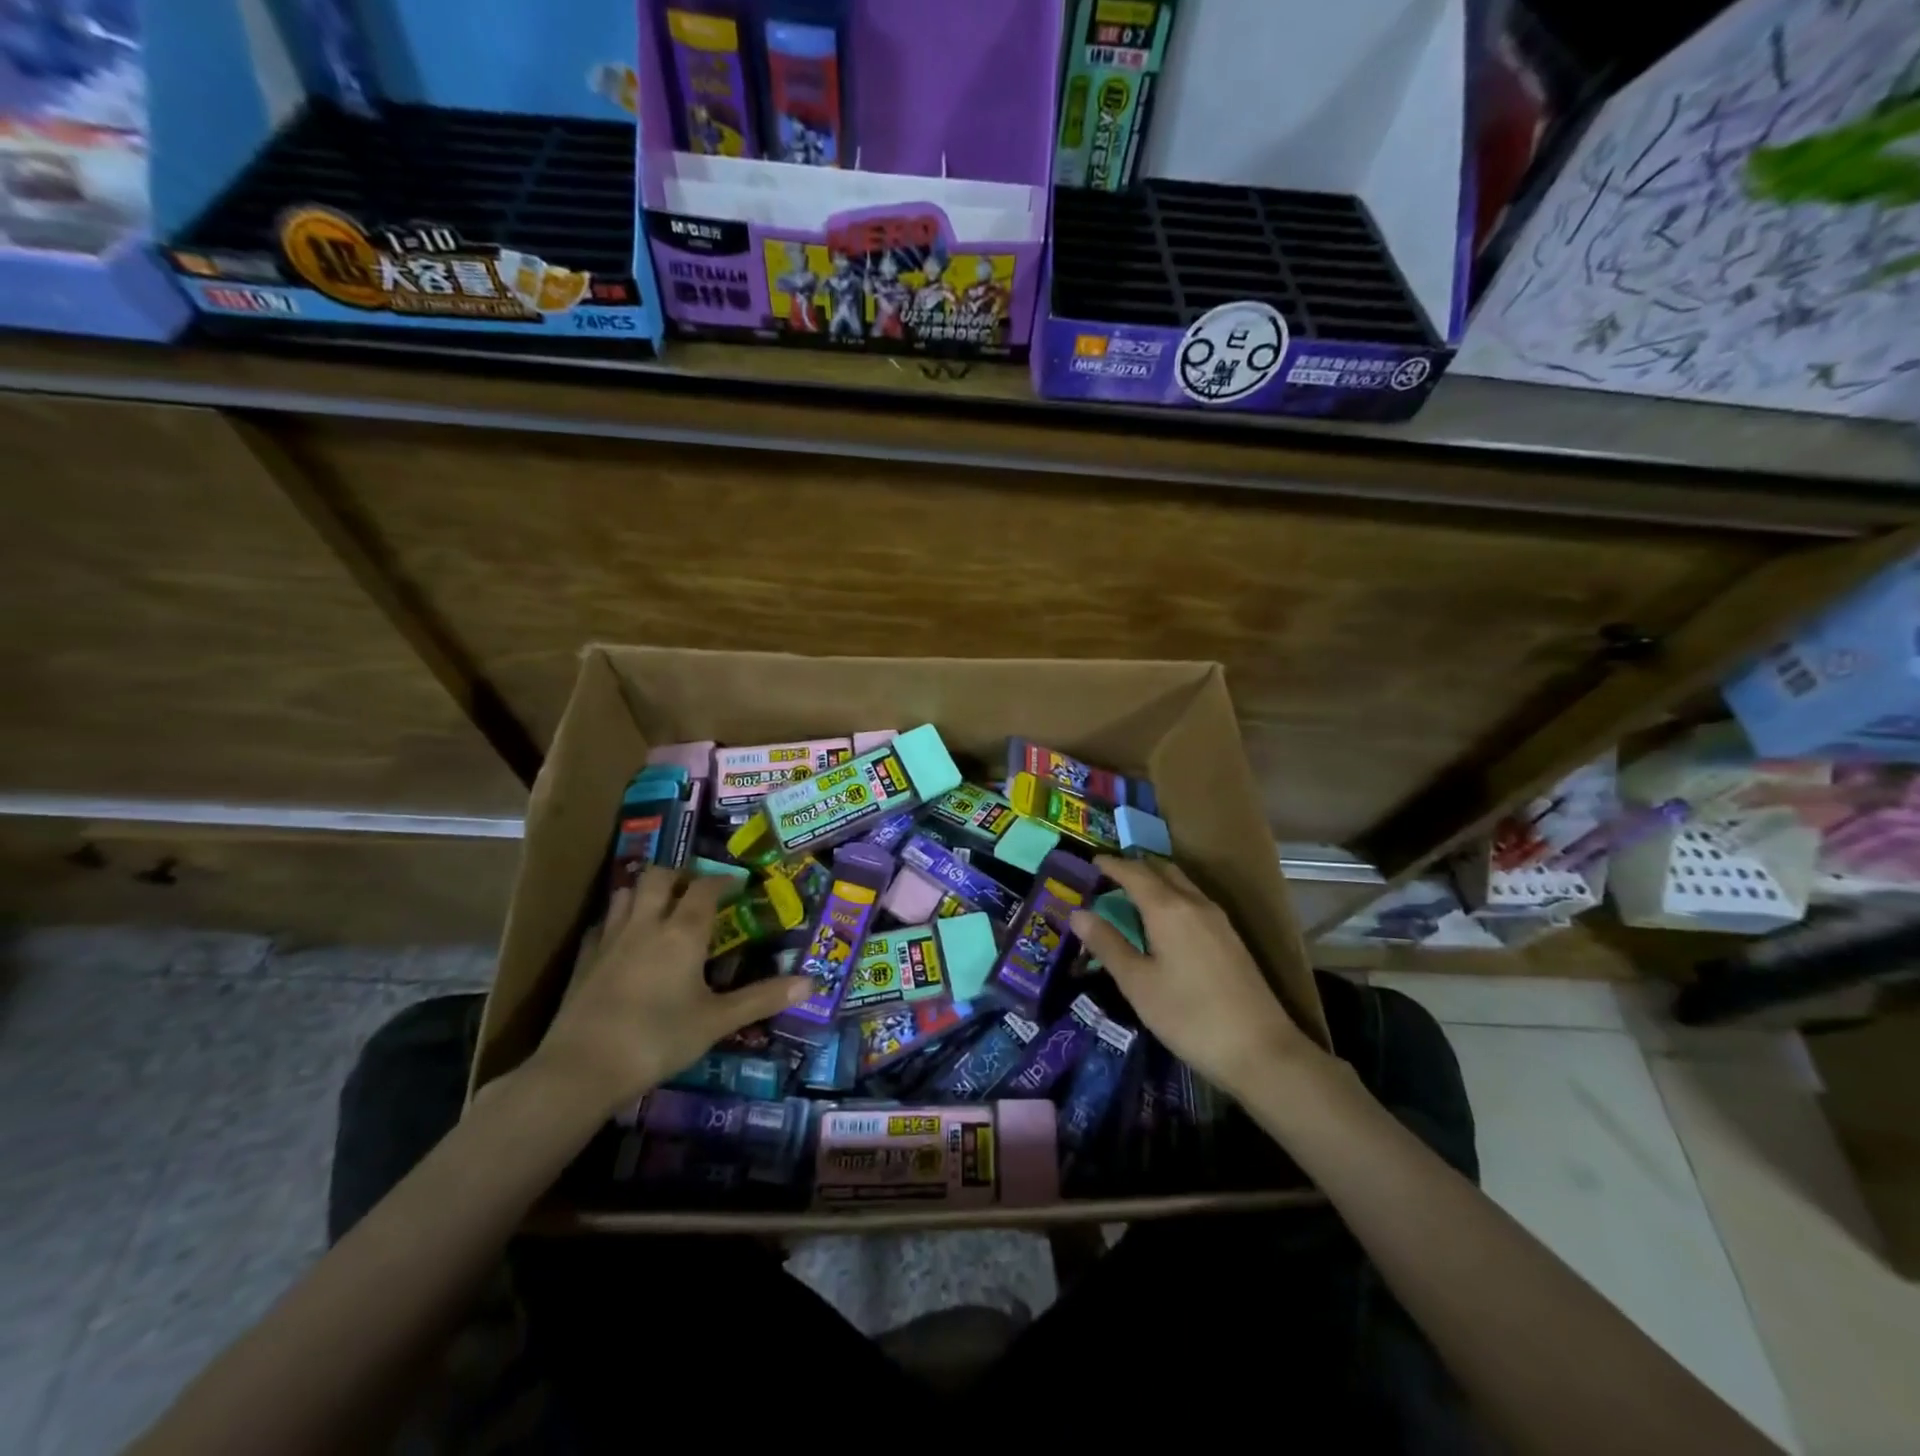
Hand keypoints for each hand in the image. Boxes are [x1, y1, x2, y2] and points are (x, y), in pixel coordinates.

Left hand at [525, 869, 811, 1120]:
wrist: (581, 1069)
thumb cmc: (657, 1039)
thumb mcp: (717, 1021)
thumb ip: (762, 999)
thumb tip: (811, 983)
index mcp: (682, 932)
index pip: (706, 888)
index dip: (724, 881)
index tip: (739, 884)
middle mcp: (646, 924)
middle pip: (660, 877)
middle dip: (681, 875)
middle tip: (698, 890)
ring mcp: (610, 939)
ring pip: (626, 893)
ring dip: (647, 891)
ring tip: (662, 906)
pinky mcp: (584, 960)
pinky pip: (603, 924)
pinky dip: (618, 920)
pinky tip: (624, 939)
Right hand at [1070, 855, 1323, 1100]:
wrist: (1260, 1050)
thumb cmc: (1188, 1016)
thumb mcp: (1137, 983)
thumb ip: (1107, 944)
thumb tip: (1077, 912)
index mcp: (1168, 908)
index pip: (1134, 872)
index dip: (1111, 864)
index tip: (1092, 861)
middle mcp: (1194, 903)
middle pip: (1162, 869)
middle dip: (1135, 867)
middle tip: (1109, 876)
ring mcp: (1218, 919)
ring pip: (1181, 883)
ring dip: (1156, 880)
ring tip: (1132, 894)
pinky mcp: (1230, 937)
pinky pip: (1194, 899)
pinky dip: (1172, 896)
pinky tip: (1164, 920)